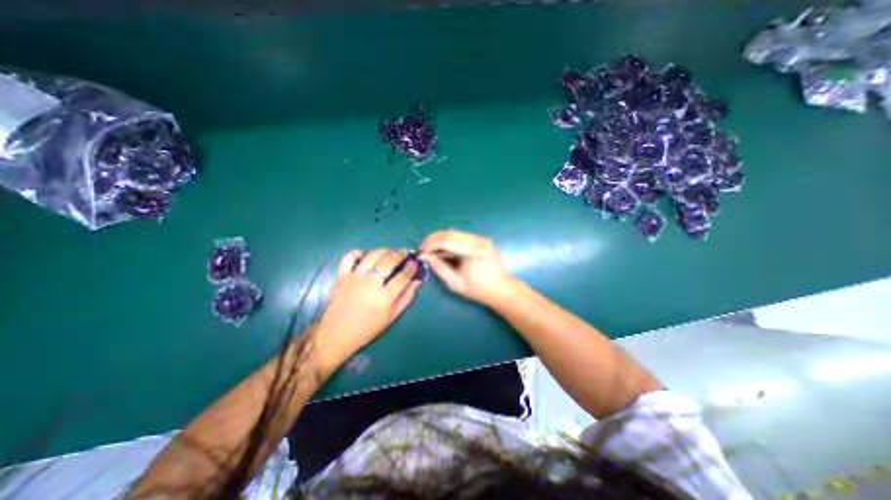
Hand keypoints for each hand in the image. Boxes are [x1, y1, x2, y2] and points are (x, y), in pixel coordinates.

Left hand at [312, 248, 421, 371]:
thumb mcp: (392, 316)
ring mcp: (354, 278)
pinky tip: (366, 255)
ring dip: (384, 250)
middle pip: (389, 261)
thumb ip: (407, 297)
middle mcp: (370, 284)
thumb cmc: (368, 328)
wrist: (337, 334)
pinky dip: (359, 252)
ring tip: (390, 252)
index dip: (411, 267)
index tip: (414, 263)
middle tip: (404, 254)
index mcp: (384, 297)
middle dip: (400, 254)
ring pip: (372, 255)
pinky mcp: (341, 276)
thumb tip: (417, 281)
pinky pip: (350, 257)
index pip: (403, 276)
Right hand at [423, 228, 519, 305]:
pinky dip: (449, 241)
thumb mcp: (455, 283)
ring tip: (432, 251)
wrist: (503, 289)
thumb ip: (439, 267)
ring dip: (440, 240)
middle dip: (433, 240)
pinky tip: (444, 251)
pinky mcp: (481, 239)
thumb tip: (425, 256)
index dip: (430, 244)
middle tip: (424, 251)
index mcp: (473, 249)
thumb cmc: (479, 289)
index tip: (421, 253)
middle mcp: (478, 239)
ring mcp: (480, 238)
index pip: (446, 239)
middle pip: (449, 232)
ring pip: (454, 233)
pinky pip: (460, 236)